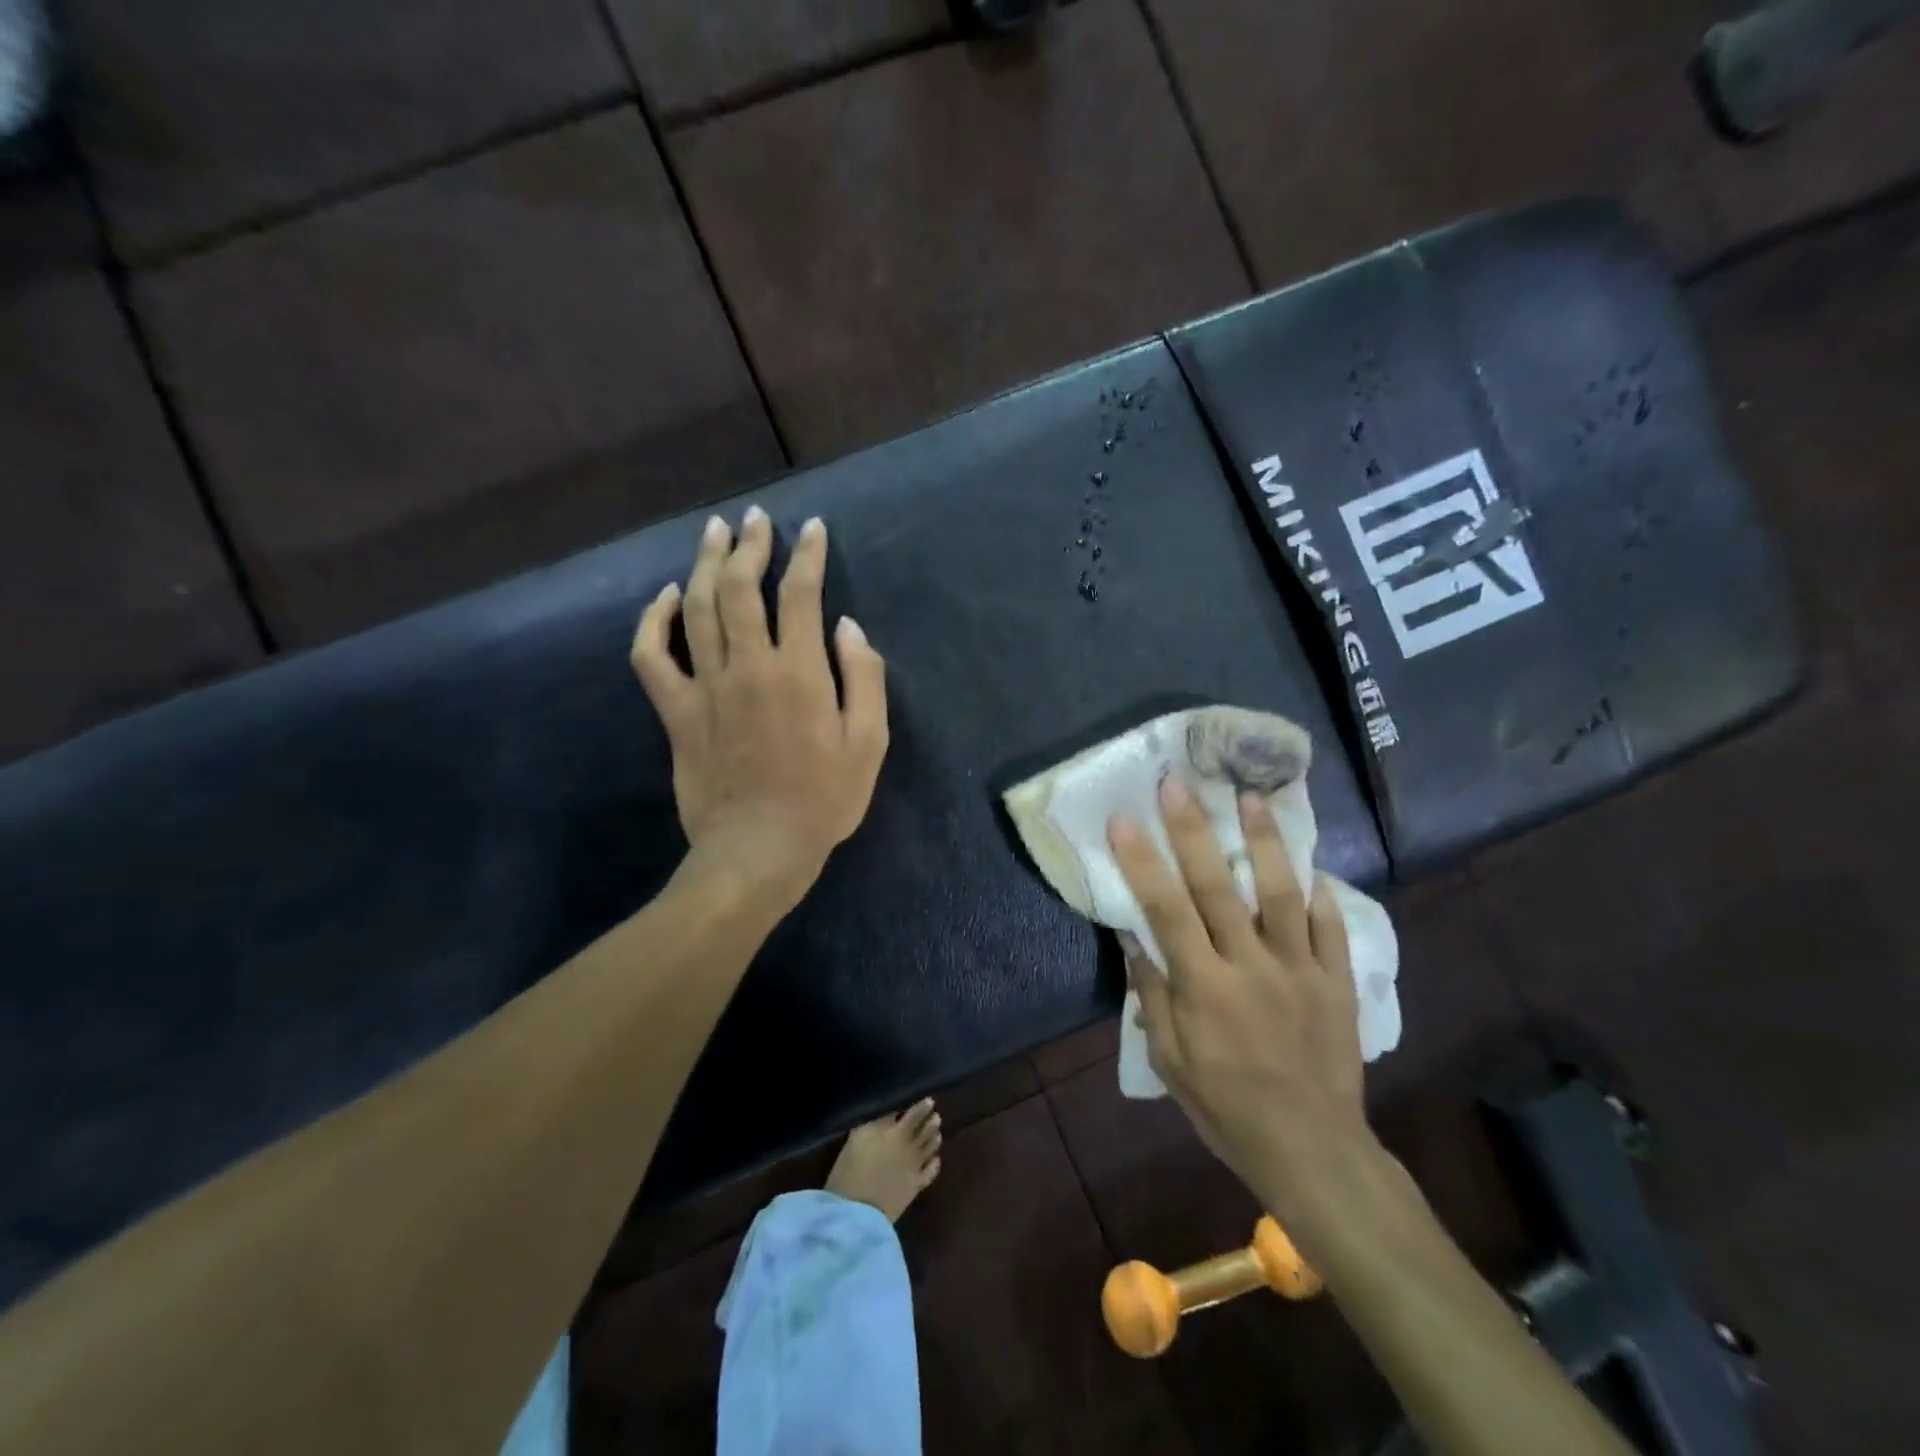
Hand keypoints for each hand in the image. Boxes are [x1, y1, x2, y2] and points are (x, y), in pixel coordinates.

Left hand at [631, 508, 888, 905]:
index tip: (811, 528)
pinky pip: (652, 657)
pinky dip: (654, 621)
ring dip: (706, 564)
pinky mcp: (676, 712)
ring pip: (699, 609)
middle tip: (755, 519)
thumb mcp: (869, 744)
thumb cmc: (823, 800)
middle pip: (742, 588)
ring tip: (714, 533)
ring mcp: (706, 687)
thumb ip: (864, 679)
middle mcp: (749, 666)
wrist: (758, 850)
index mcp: (799, 672)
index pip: (801, 594)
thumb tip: (847, 627)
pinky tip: (667, 597)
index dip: (808, 555)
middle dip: (751, 545)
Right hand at [1109, 776, 1380, 1226]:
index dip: (1142, 861)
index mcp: (1205, 987)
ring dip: (1263, 842)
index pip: (1166, 910)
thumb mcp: (1171, 1062)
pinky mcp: (1336, 981)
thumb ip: (1153, 995)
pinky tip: (1311, 864)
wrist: (1313, 1149)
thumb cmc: (1227, 1109)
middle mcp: (1252, 966)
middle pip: (1217, 887)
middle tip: (1177, 783)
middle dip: (1193, 830)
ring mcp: (1301, 970)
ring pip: (1280, 893)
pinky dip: (1320, 894)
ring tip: (1251, 797)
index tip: (1123, 819)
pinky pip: (1330, 928)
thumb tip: (1132, 939)